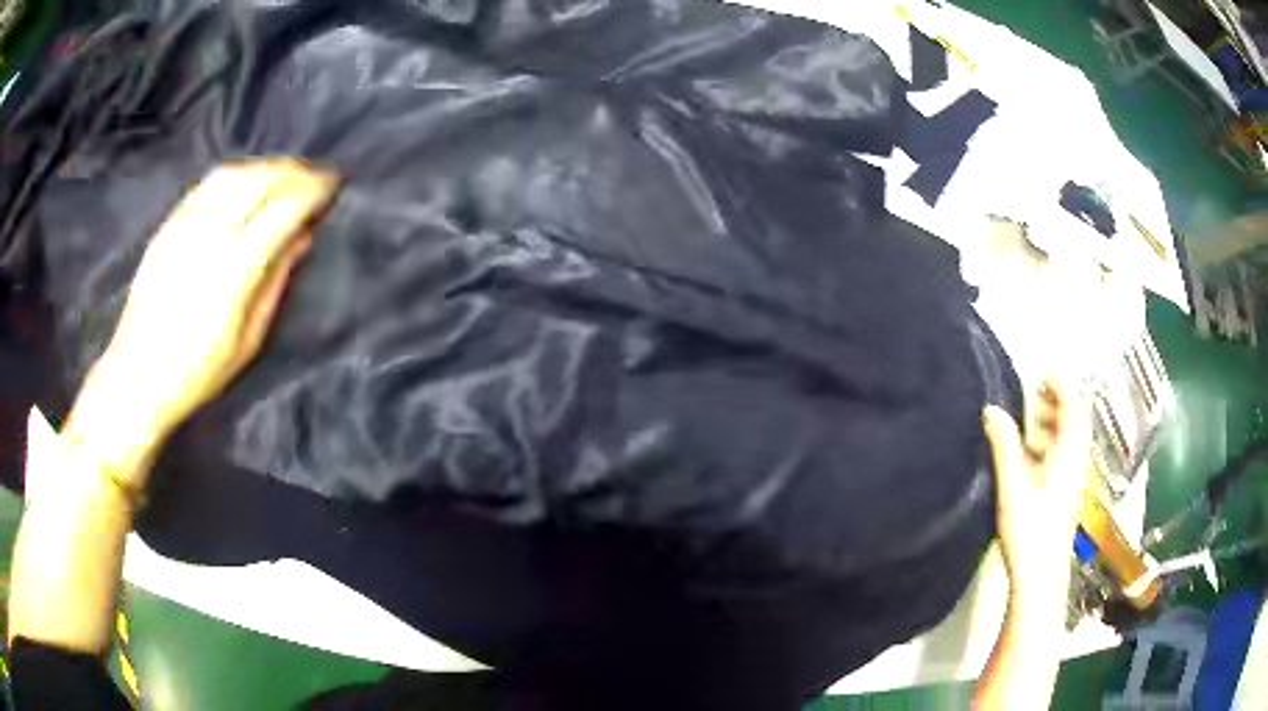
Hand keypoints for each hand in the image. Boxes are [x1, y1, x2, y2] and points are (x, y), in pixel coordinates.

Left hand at [65, 160, 338, 484]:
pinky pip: (208, 183)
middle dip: (293, 172)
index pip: (284, 208)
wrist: (138, 374)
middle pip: (260, 179)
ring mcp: (186, 224)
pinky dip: (235, 175)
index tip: (333, 185)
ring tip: (283, 177)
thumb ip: (276, 281)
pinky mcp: (169, 224)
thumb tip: (301, 238)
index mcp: (235, 267)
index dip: (313, 190)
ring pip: (234, 173)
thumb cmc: (198, 371)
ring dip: (265, 168)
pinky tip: (245, 185)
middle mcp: (211, 233)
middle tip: (313, 177)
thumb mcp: (248, 340)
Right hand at [983, 381, 1090, 602]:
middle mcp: (1077, 461)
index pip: (1073, 406)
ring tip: (1030, 420)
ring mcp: (1074, 480)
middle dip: (1057, 402)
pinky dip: (1051, 444)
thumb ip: (1004, 444)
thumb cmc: (1030, 528)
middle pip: (1075, 421)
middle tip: (1034, 393)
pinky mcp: (1066, 495)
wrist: (1040, 576)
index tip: (1043, 372)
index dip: (1061, 385)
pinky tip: (1031, 455)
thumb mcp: (1013, 484)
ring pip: (1070, 440)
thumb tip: (991, 409)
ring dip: (1054, 423)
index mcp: (1069, 453)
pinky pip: (1065, 456)